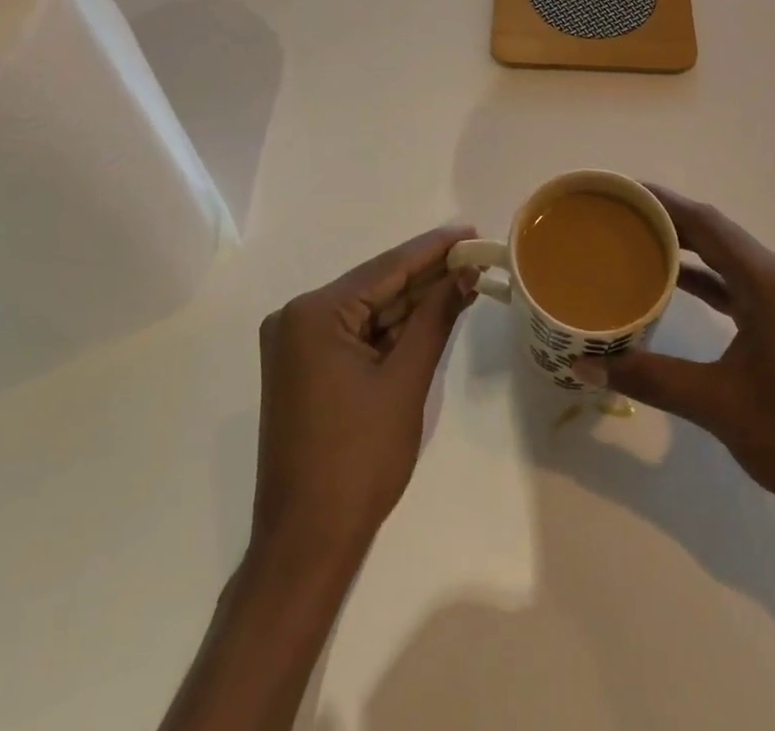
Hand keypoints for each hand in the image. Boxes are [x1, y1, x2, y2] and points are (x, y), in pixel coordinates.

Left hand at [251, 225, 478, 568]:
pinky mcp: (306, 368)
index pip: (386, 269)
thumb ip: (436, 318)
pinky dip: (394, 330)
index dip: (434, 249)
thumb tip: (467, 272)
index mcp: (314, 313)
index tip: (471, 231)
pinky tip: (433, 313)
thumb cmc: (359, 460)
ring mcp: (298, 345)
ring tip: (465, 279)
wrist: (307, 544)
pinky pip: (358, 335)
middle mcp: (298, 318)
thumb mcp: (405, 381)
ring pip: (369, 311)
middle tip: (476, 257)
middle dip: (427, 276)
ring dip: (414, 302)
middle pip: (377, 287)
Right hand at [574, 185, 774, 515]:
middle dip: (667, 217)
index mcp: (765, 282)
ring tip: (635, 238)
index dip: (662, 202)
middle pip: (714, 232)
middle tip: (618, 213)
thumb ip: (649, 378)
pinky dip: (701, 276)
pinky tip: (671, 282)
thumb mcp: (715, 404)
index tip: (621, 191)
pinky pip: (733, 281)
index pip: (706, 223)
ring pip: (724, 255)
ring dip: (684, 245)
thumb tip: (584, 364)